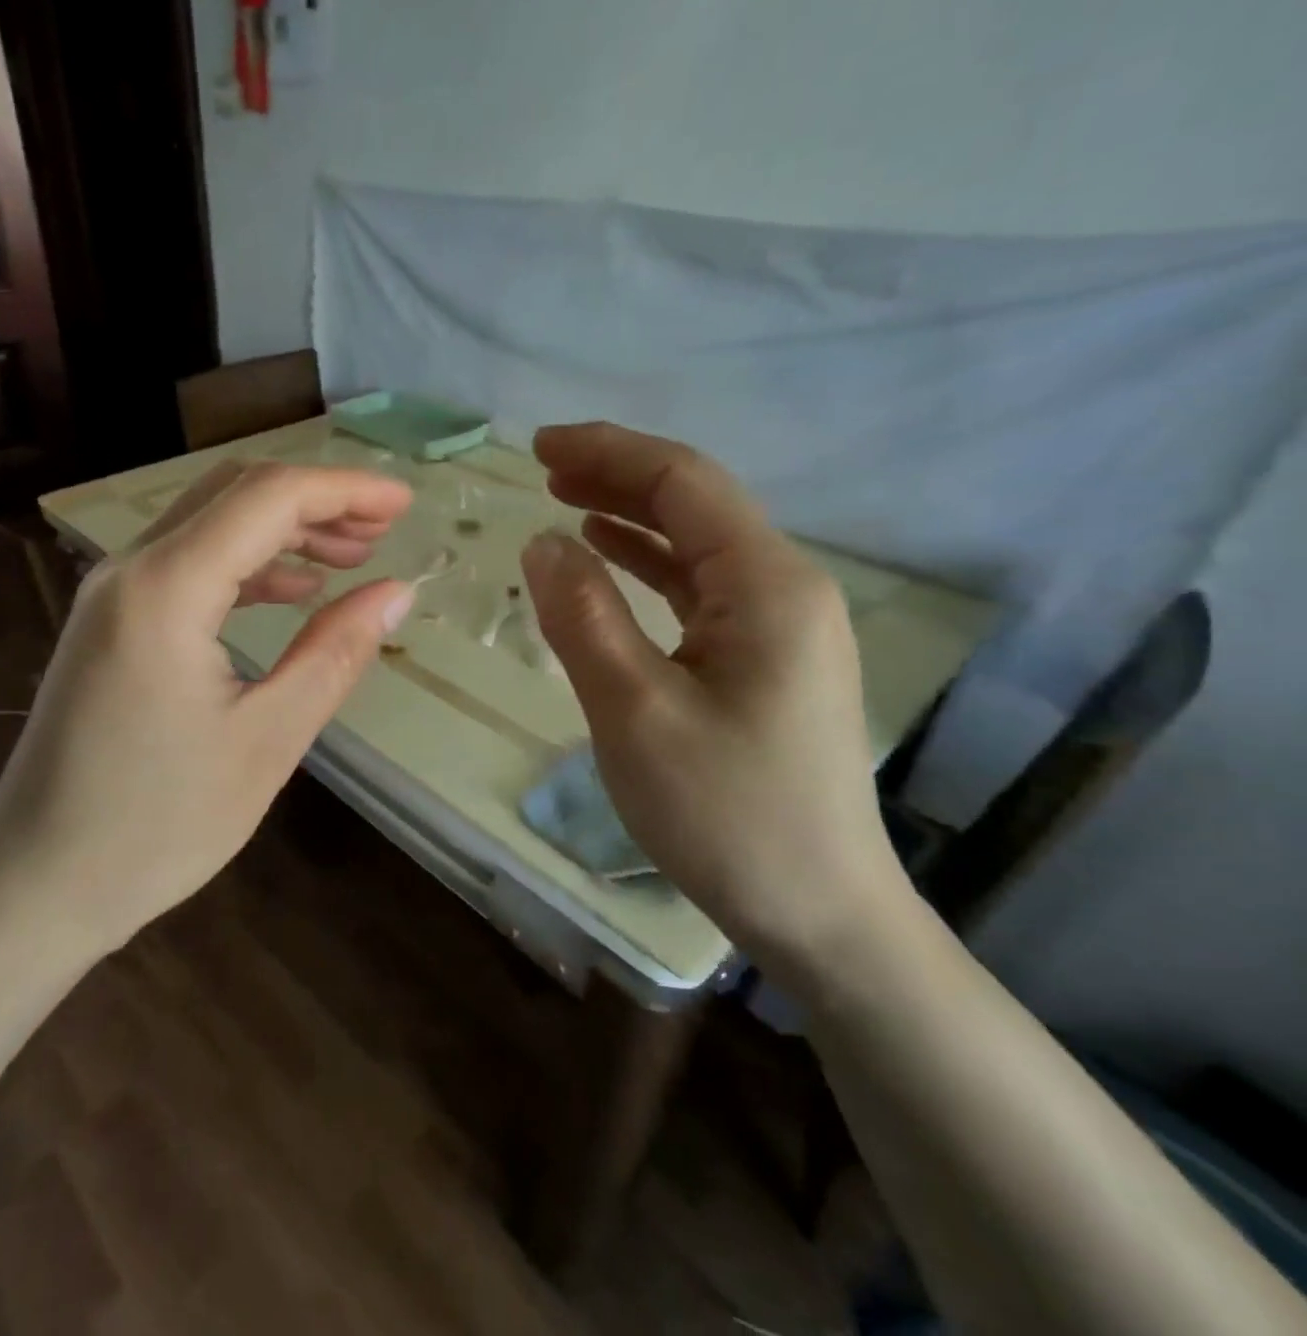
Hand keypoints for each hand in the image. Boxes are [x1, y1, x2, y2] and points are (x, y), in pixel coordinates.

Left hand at [0, 458, 414, 946]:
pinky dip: (247, 564)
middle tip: (385, 528)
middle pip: (234, 493)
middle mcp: (130, 570)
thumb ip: (335, 653)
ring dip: (283, 529)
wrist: (38, 882)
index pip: (267, 497)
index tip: (405, 503)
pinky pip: (187, 564)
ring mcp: (111, 593)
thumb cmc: (158, 825)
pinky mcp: (109, 622)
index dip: (345, 489)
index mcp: (166, 589)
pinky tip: (293, 590)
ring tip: (352, 556)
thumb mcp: (267, 740)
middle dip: (316, 500)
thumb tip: (396, 592)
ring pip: (210, 524)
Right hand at [520, 423, 909, 978]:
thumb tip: (543, 541)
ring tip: (564, 499)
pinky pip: (700, 588)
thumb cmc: (726, 813)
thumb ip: (584, 618)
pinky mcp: (765, 660)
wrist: (820, 912)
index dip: (609, 453)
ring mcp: (780, 626)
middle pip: (695, 504)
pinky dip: (649, 564)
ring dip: (630, 515)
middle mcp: (785, 588)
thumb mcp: (634, 713)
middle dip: (618, 474)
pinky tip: (610, 558)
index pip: (683, 484)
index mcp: (766, 586)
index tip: (538, 446)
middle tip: (542, 466)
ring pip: (697, 544)